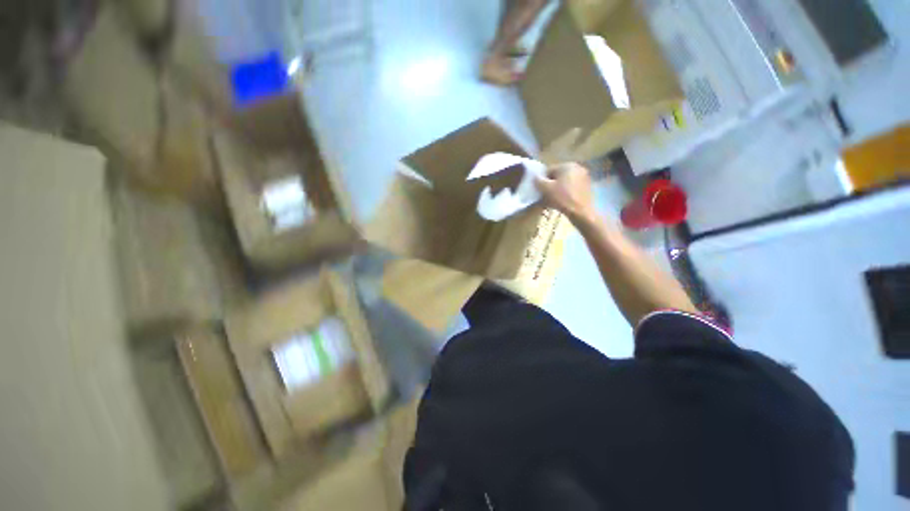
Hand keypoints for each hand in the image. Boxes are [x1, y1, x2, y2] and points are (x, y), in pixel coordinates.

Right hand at [535, 163, 597, 224]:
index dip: (542, 181)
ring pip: (565, 182)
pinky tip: (562, 202)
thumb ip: (538, 181)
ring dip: (557, 190)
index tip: (540, 191)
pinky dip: (565, 193)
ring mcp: (584, 177)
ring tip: (553, 201)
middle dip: (550, 185)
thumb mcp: (546, 189)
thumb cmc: (562, 198)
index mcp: (567, 165)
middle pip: (558, 176)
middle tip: (545, 196)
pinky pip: (571, 187)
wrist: (581, 212)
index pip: (549, 170)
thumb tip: (535, 177)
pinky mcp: (587, 186)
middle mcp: (577, 167)